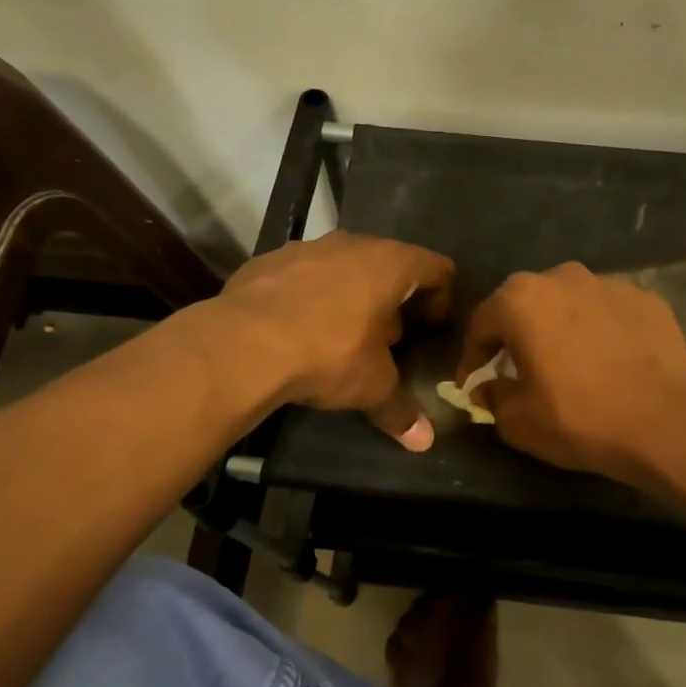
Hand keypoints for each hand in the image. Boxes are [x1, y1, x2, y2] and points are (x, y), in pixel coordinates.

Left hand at [217, 232, 453, 448]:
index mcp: (390, 264)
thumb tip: (424, 442)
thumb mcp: (371, 387)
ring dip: (350, 295)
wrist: (242, 344)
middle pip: (388, 264)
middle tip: (389, 339)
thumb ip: (400, 410)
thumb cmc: (327, 354)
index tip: (434, 328)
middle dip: (393, 300)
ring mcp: (306, 247)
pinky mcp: (268, 260)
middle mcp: (352, 244)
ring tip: (342, 335)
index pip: (436, 268)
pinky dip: (309, 297)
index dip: (443, 298)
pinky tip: (298, 329)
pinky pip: (303, 275)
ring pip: (343, 266)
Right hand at [454, 262, 685, 484]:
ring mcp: (609, 283)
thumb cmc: (579, 418)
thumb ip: (492, 397)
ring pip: (569, 303)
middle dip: (516, 335)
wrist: (665, 423)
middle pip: (525, 304)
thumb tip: (487, 388)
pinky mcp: (647, 298)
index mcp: (521, 300)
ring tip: (567, 362)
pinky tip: (609, 361)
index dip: (472, 357)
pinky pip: (608, 312)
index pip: (481, 323)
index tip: (473, 384)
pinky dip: (599, 330)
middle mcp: (562, 277)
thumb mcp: (518, 421)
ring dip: (559, 327)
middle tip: (517, 369)